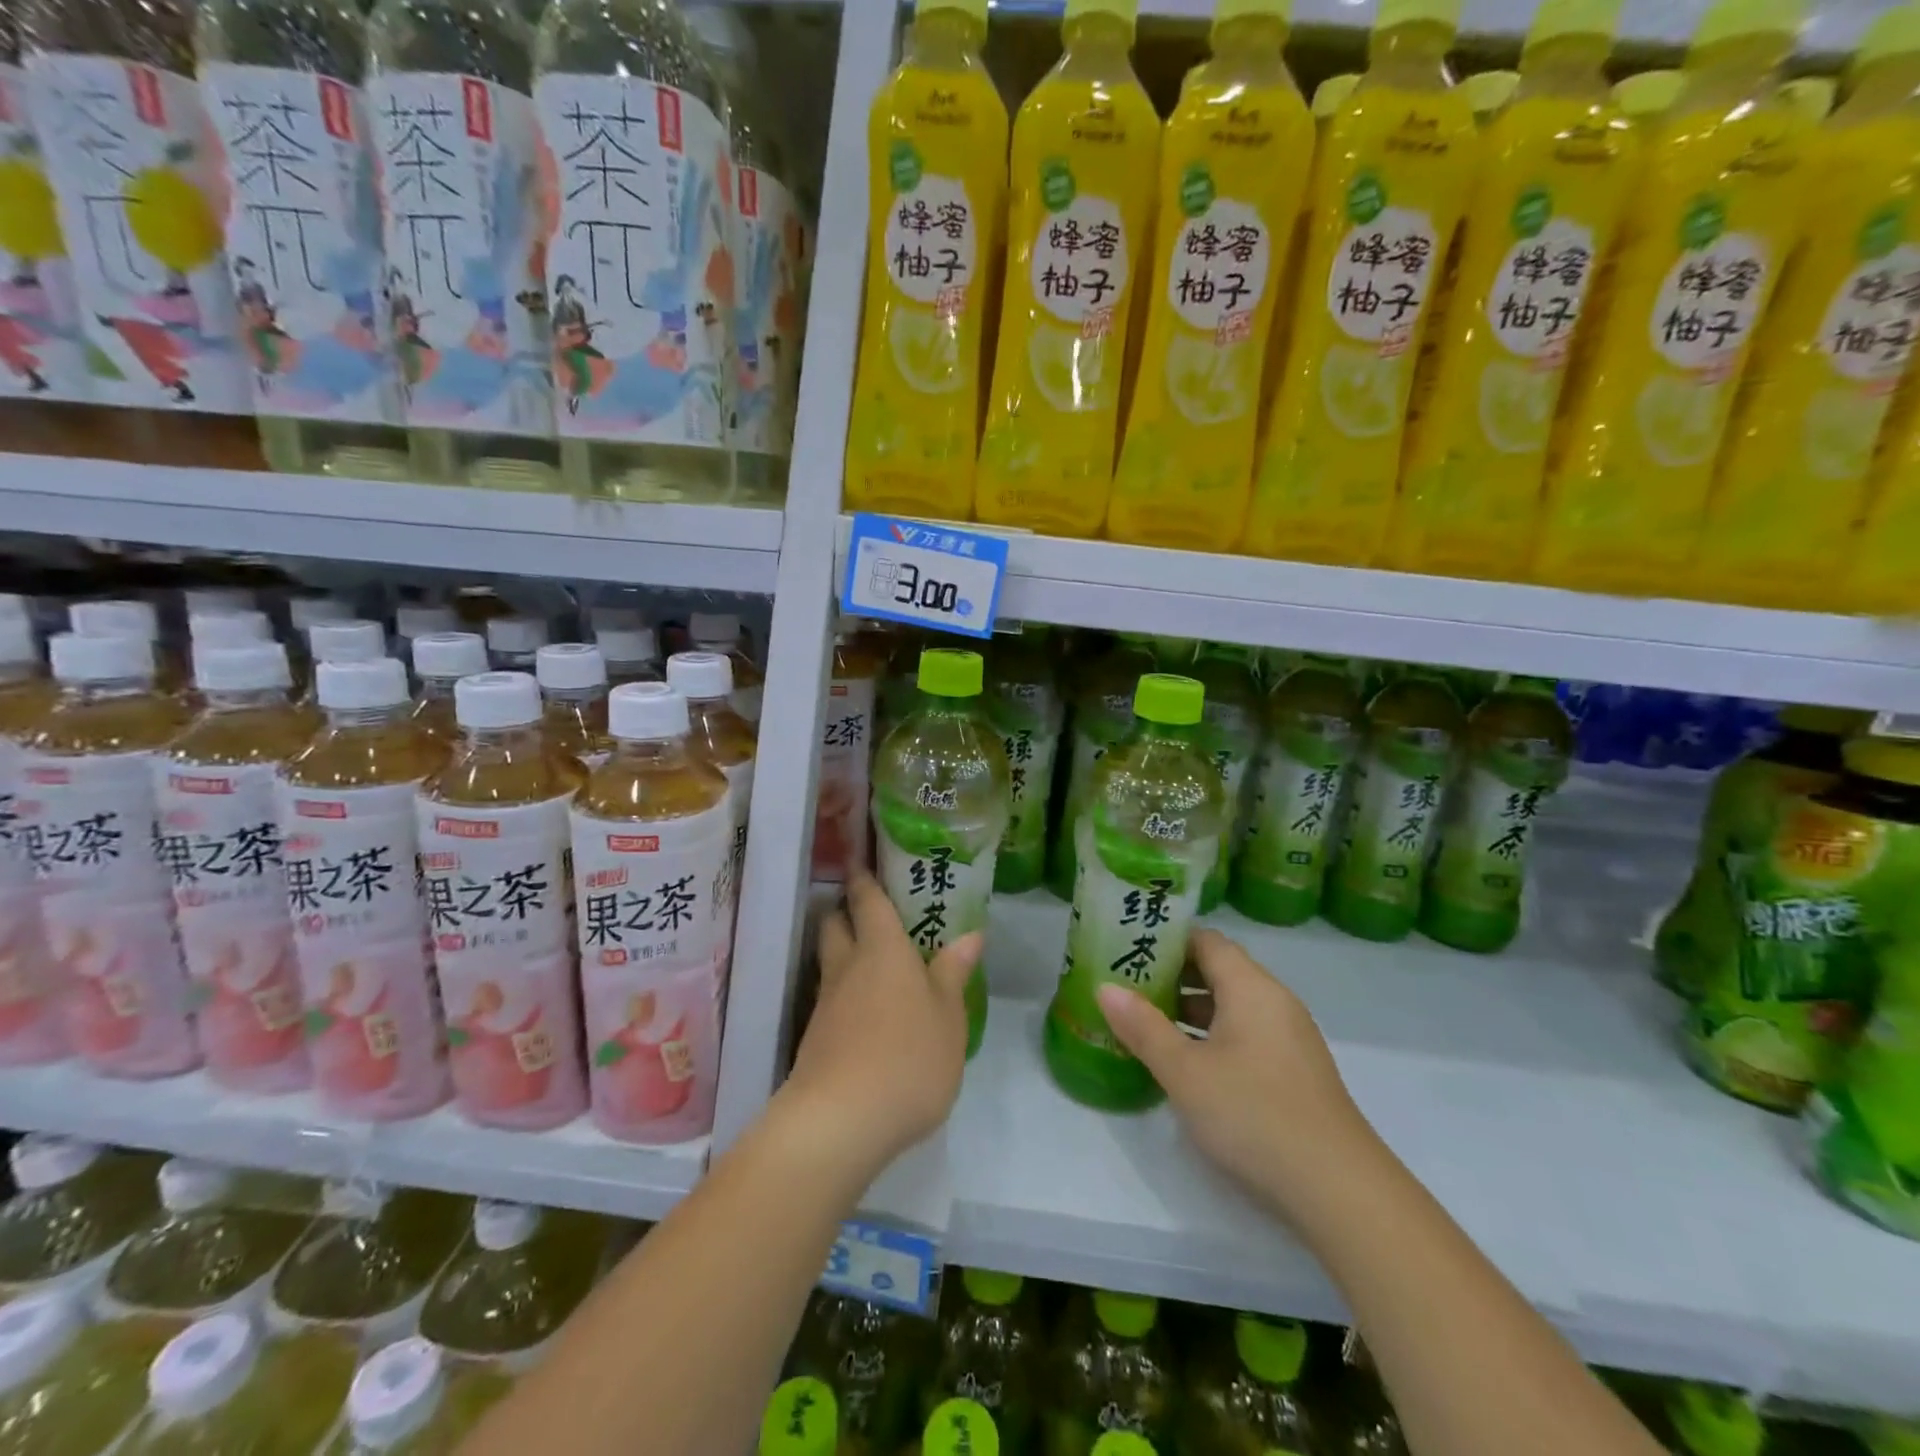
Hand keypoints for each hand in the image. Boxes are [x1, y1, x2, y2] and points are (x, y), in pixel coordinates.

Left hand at [779, 871, 979, 1177]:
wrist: (840, 1120)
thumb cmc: (908, 1057)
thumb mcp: (948, 1017)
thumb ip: (954, 974)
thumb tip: (970, 935)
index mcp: (883, 950)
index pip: (868, 901)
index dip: (863, 879)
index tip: (858, 861)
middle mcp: (848, 966)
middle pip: (835, 924)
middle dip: (844, 910)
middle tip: (863, 907)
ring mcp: (826, 1003)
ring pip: (828, 961)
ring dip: (841, 950)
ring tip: (867, 957)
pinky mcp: (814, 1038)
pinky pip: (829, 998)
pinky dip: (842, 991)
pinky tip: (861, 1009)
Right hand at [1096, 929, 1381, 1219]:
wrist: (1341, 1191)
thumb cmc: (1254, 1115)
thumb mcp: (1185, 1072)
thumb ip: (1143, 1027)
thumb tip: (1105, 987)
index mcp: (1251, 987)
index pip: (1206, 941)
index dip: (1167, 940)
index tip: (1128, 946)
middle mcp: (1275, 1002)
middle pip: (1219, 970)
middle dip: (1173, 975)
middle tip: (1127, 984)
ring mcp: (1290, 1038)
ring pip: (1232, 1005)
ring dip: (1190, 1009)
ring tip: (1145, 1022)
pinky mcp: (1295, 1072)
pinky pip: (1246, 1034)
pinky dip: (1213, 1035)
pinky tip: (1187, 1063)